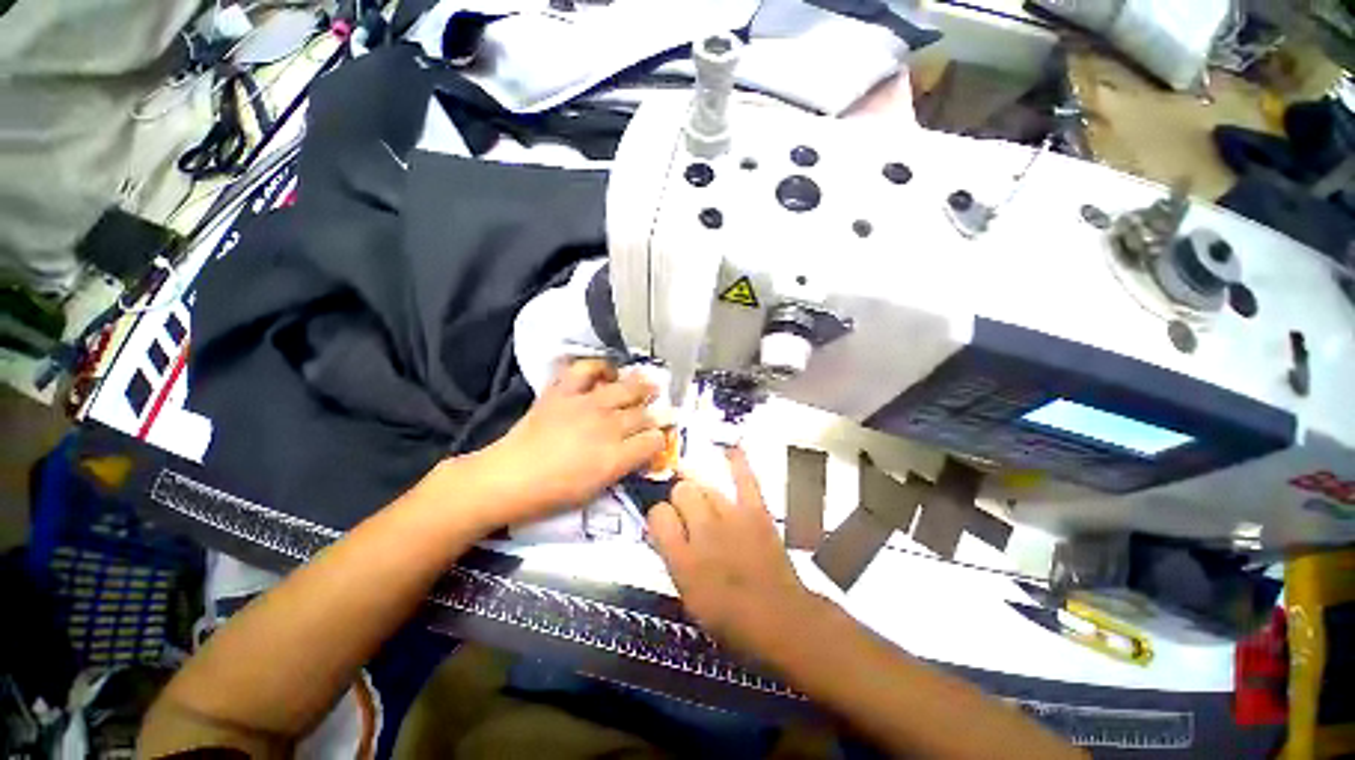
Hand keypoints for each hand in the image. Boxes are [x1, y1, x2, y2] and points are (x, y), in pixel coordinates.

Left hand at [473, 360, 666, 526]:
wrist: (508, 478)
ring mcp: (586, 404)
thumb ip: (621, 467)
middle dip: (657, 413)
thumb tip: (637, 452)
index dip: (660, 439)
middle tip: (664, 409)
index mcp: (615, 456)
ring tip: (649, 383)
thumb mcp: (595, 490)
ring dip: (641, 386)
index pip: (653, 441)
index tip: (660, 438)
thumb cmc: (552, 494)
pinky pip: (586, 370)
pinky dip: (599, 367)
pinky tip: (607, 371)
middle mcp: (607, 426)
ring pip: (625, 389)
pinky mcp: (564, 392)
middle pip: (643, 414)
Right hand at [647, 448, 817, 654]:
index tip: (666, 524)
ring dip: (700, 492)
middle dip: (680, 501)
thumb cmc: (730, 618)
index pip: (658, 515)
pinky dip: (737, 462)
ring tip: (704, 502)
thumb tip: (661, 529)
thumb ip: (672, 557)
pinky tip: (730, 449)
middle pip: (681, 492)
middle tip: (688, 517)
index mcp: (683, 560)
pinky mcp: (756, 511)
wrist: (780, 620)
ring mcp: (732, 517)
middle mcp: (704, 532)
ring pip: (704, 485)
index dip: (659, 517)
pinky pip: (744, 479)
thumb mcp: (688, 597)